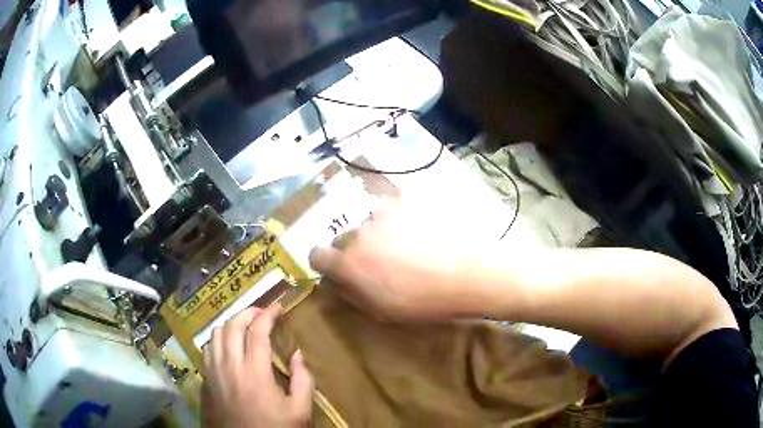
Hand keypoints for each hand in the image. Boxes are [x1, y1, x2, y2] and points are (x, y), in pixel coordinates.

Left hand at [202, 305, 313, 427]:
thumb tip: (298, 354)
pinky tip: (228, 348)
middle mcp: (229, 365)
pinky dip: (218, 340)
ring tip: (245, 328)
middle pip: (232, 326)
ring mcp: (213, 371)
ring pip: (216, 334)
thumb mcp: (299, 411)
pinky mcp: (205, 380)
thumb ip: (303, 380)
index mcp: (254, 372)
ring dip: (231, 325)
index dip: (268, 315)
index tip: (278, 307)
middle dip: (248, 313)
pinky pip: (208, 350)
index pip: (258, 332)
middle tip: (262, 314)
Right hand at [309, 196, 478, 319]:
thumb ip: (349, 293)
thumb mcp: (380, 311)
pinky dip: (400, 215)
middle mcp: (359, 232)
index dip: (326, 263)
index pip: (316, 254)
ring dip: (379, 232)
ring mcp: (384, 211)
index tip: (340, 269)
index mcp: (349, 262)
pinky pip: (393, 204)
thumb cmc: (423, 301)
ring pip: (370, 221)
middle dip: (355, 249)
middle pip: (344, 237)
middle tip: (381, 261)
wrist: (467, 274)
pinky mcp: (407, 197)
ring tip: (407, 244)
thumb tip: (333, 282)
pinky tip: (420, 227)